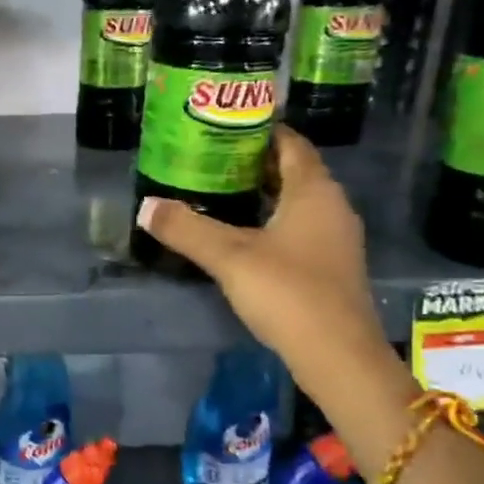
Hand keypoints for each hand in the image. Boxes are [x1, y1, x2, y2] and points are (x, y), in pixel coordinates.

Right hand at [136, 128, 395, 400]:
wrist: (338, 356)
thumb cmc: (288, 293)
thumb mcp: (229, 257)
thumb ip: (186, 229)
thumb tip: (145, 206)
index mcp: (314, 191)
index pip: (290, 143)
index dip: (260, 130)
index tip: (223, 127)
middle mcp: (332, 206)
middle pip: (293, 171)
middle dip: (254, 163)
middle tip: (210, 160)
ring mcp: (336, 238)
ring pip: (297, 202)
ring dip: (264, 194)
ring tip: (219, 194)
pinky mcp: (331, 266)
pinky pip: (300, 228)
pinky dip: (273, 222)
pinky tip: (244, 237)